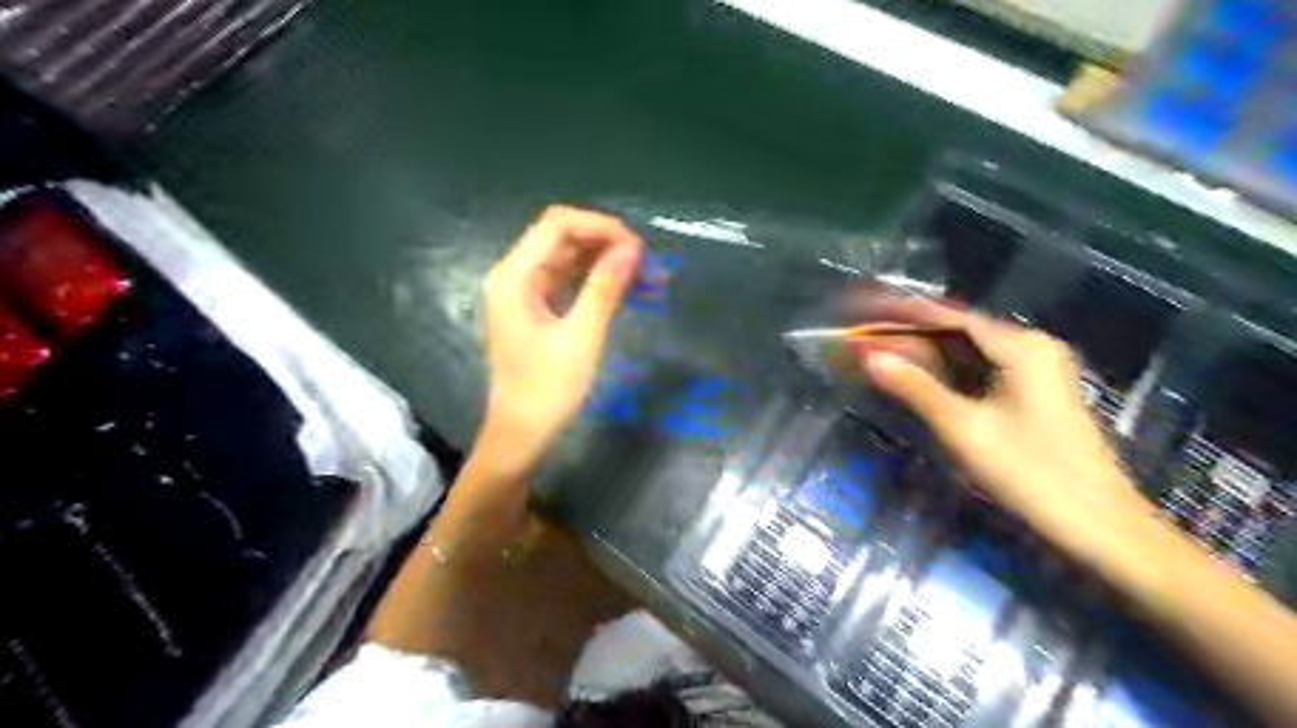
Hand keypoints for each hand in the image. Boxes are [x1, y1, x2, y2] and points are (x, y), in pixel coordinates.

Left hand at [482, 203, 642, 472]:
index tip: (639, 248)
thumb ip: (605, 288)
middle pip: (562, 237)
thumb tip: (632, 248)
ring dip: (605, 261)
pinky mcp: (536, 309)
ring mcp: (524, 292)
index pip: (558, 224)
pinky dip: (595, 280)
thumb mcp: (581, 338)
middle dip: (606, 243)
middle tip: (647, 263)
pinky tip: (625, 288)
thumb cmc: (547, 390)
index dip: (601, 227)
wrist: (521, 435)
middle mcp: (515, 275)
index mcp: (515, 276)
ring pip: (568, 258)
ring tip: (645, 275)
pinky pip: (568, 281)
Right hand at [858, 305, 1153, 553]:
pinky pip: (977, 373)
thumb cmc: (1032, 474)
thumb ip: (915, 388)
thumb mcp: (964, 429)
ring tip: (876, 355)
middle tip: (861, 339)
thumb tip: (869, 358)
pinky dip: (942, 374)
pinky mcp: (1031, 396)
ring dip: (921, 355)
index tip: (863, 308)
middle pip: (956, 333)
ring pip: (964, 354)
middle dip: (907, 335)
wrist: (1101, 528)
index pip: (949, 317)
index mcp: (1021, 347)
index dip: (902, 312)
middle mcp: (1030, 348)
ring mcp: (1033, 372)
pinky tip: (913, 379)